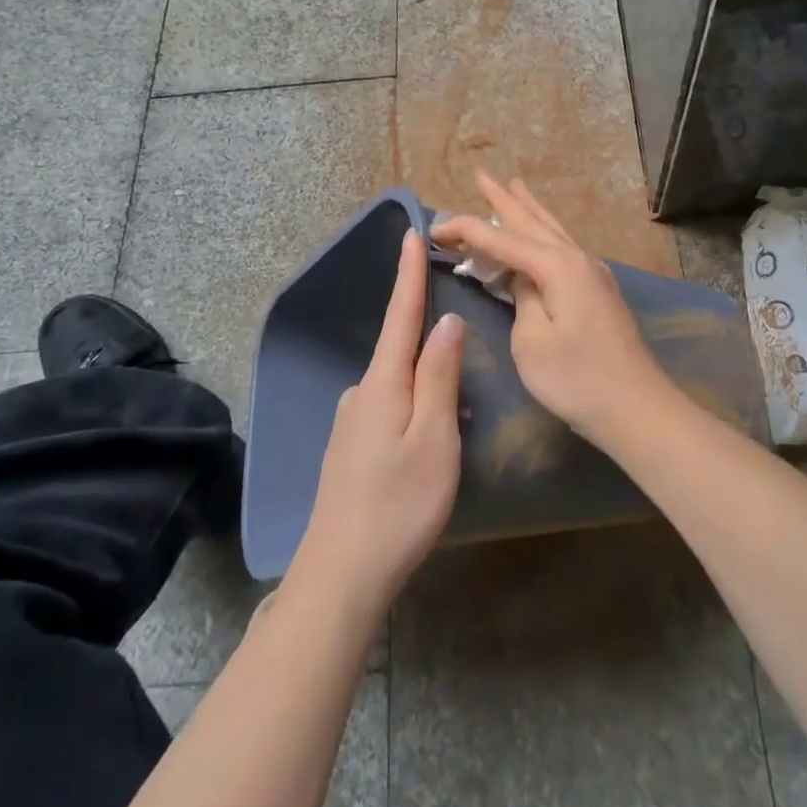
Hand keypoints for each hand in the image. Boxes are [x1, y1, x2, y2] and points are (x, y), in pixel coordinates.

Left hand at [292, 229, 464, 610]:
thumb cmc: (399, 503)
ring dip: (425, 383)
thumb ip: (439, 376)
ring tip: (456, 412)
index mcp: (383, 383)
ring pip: (398, 386)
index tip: (410, 233)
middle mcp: (361, 393)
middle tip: (464, 346)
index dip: (408, 274)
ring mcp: (351, 423)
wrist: (342, 573)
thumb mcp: (434, 437)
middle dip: (428, 337)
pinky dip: (413, 408)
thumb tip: (445, 322)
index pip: (401, 315)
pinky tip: (427, 438)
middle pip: (400, 350)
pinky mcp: (350, 449)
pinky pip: (389, 410)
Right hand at [431, 174, 670, 439]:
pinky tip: (544, 234)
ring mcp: (593, 273)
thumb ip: (521, 299)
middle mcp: (577, 259)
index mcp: (557, 266)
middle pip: (532, 222)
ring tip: (514, 187)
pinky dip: (545, 233)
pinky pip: (564, 247)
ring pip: (553, 230)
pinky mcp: (599, 291)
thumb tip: (523, 279)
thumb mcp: (531, 341)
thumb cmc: (576, 378)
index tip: (434, 227)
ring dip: (529, 210)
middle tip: (482, 176)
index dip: (466, 230)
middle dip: (504, 200)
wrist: (637, 408)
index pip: (501, 239)